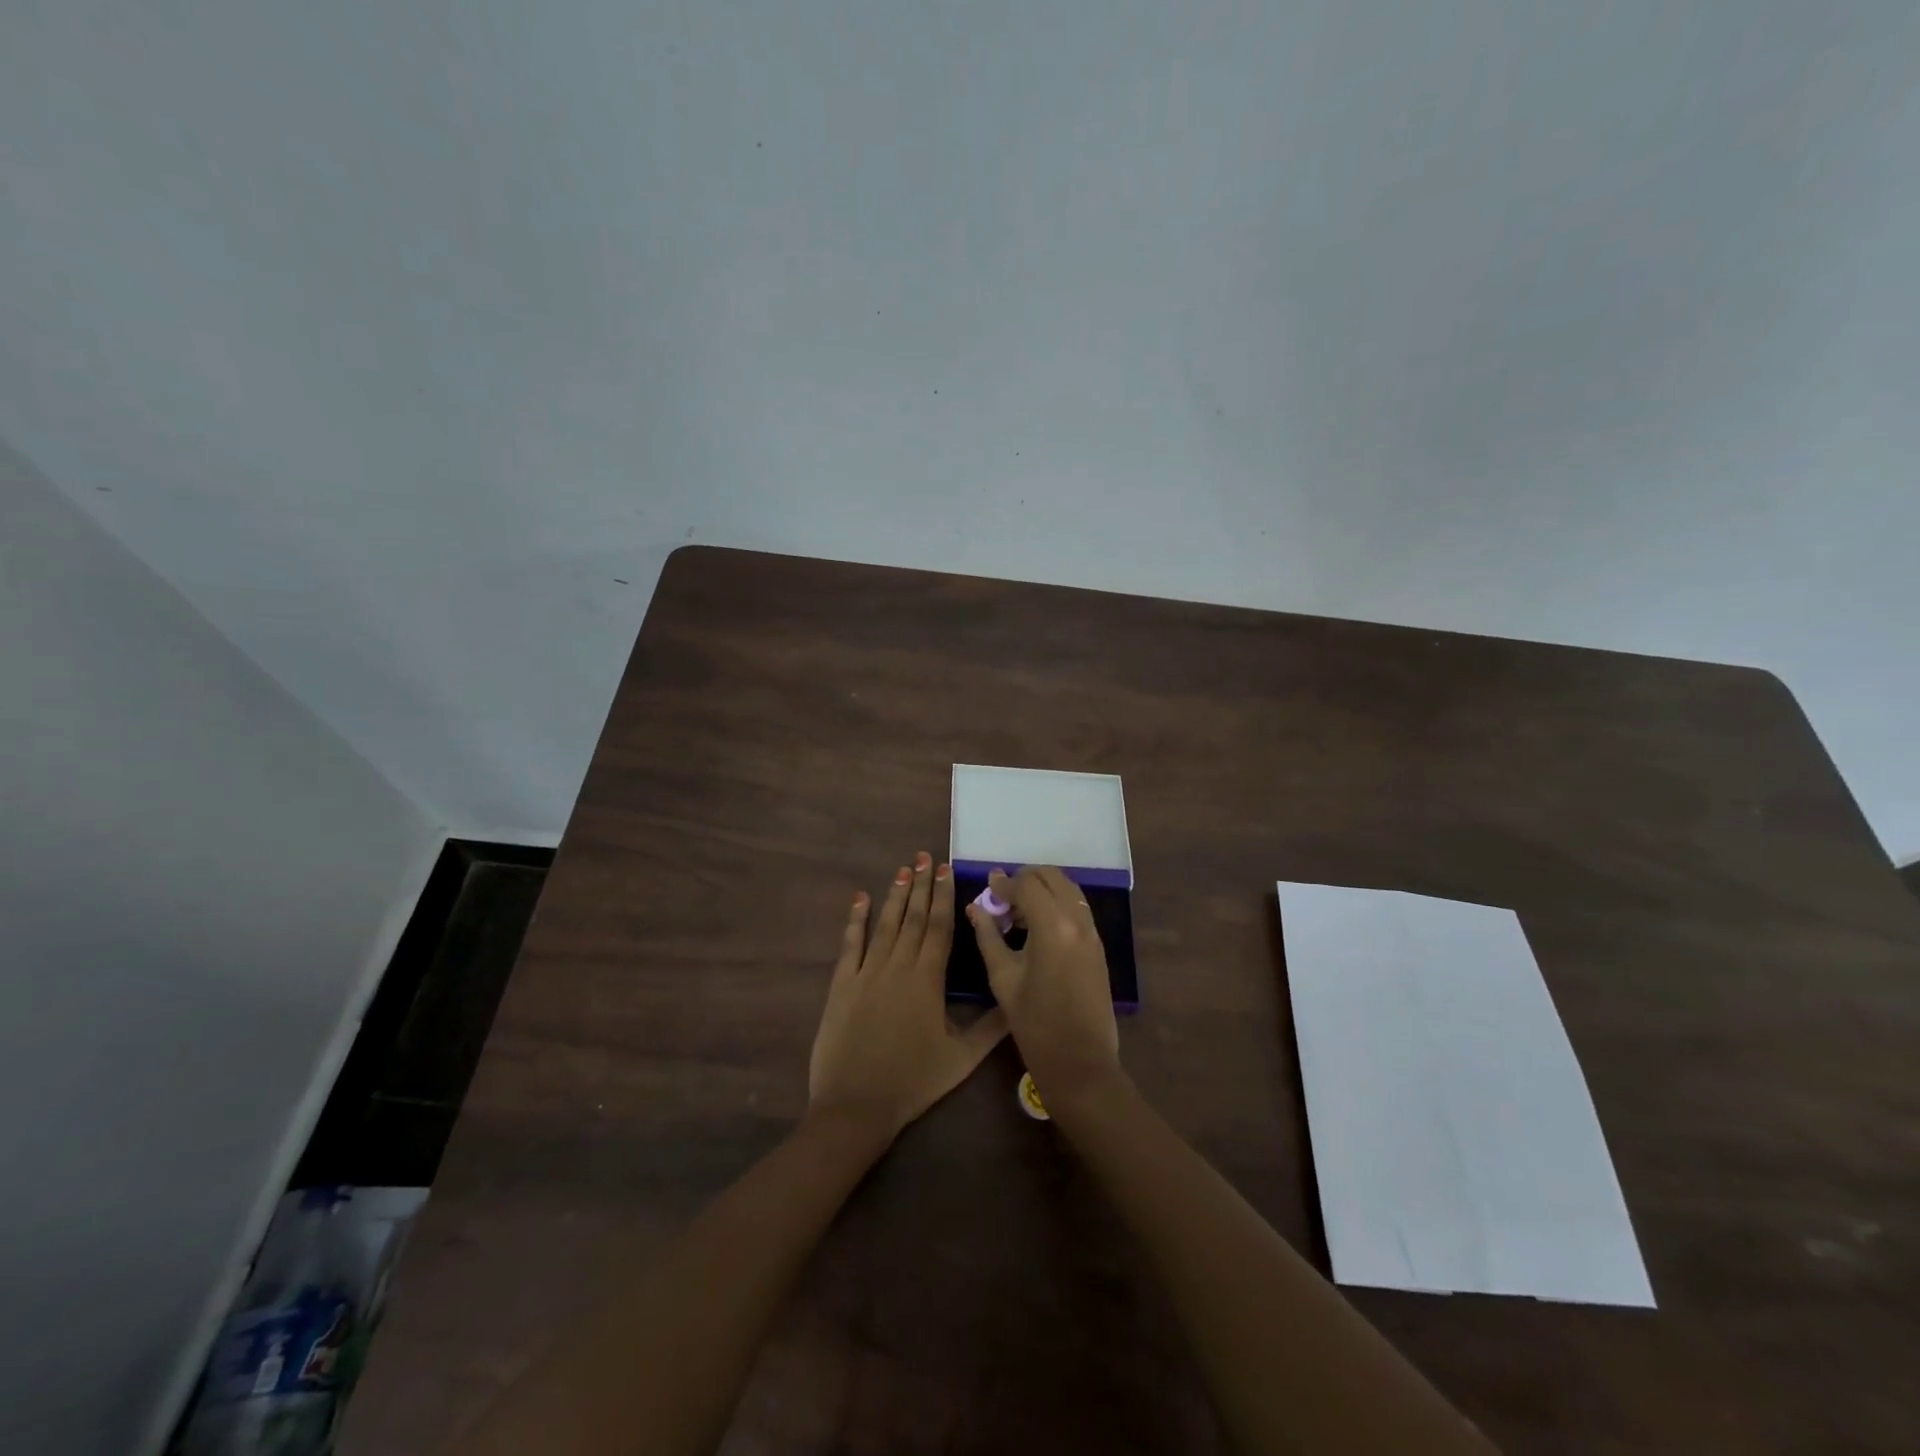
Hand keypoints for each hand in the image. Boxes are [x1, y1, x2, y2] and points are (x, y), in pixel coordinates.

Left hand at [808, 852, 1008, 1140]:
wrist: (855, 1105)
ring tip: (903, 868)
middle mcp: (897, 966)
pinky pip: (849, 944)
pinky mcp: (841, 984)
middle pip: (912, 917)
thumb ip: (991, 1027)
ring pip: (884, 924)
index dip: (943, 896)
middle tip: (925, 856)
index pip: (938, 927)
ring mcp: (866, 972)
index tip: (946, 869)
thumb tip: (1018, 1000)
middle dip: (921, 885)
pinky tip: (860, 899)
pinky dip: (855, 919)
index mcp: (927, 979)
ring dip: (895, 895)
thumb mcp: (961, 1059)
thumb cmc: (912, 1081)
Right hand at [967, 866, 1122, 1108]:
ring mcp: (1092, 932)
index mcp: (1053, 926)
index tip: (986, 890)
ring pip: (1068, 889)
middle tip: (1002, 898)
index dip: (1004, 884)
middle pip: (1052, 876)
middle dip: (1025, 879)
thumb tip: (975, 908)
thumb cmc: (1035, 1024)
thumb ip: (988, 936)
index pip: (1027, 884)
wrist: (1081, 1062)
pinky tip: (1035, 927)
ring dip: (1043, 890)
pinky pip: (1076, 908)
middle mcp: (1078, 920)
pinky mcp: (1098, 945)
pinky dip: (1056, 905)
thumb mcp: (1003, 978)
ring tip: (1016, 913)